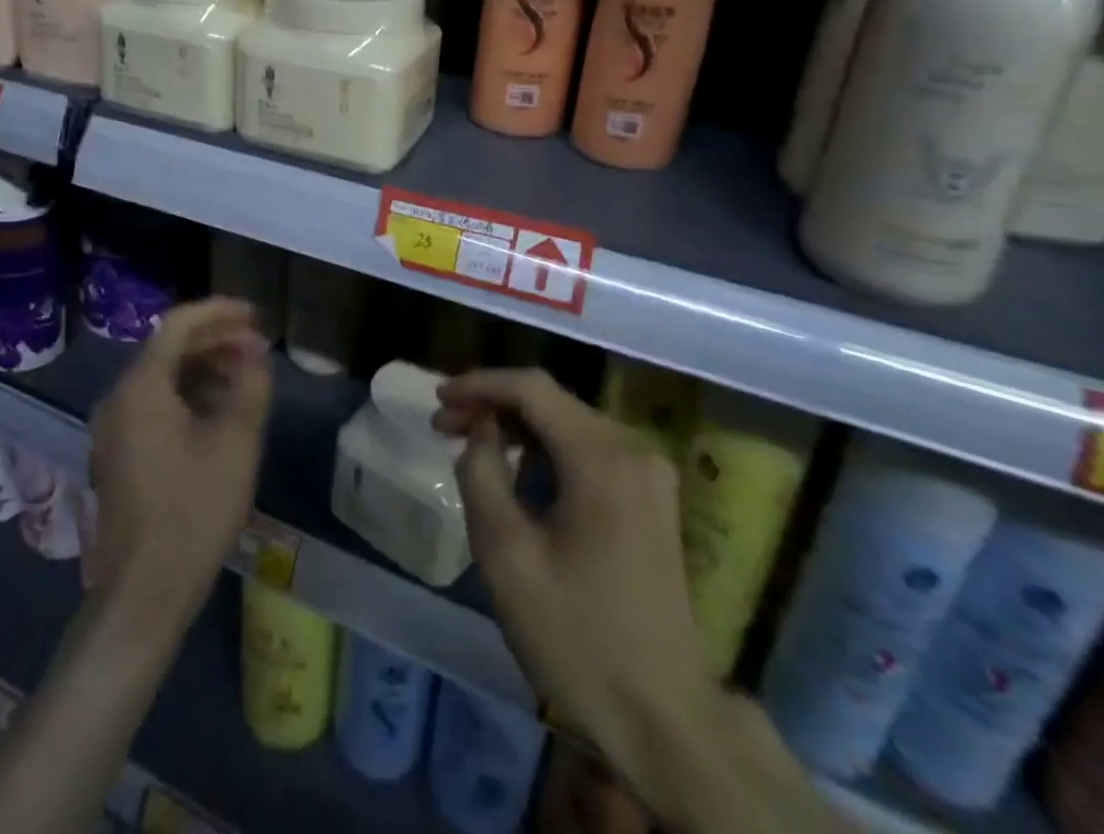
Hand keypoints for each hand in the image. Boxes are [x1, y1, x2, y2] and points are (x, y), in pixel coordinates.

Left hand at [87, 298, 271, 631]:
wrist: (145, 593)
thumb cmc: (193, 510)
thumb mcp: (236, 442)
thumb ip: (250, 385)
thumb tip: (255, 353)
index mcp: (140, 388)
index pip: (178, 325)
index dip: (219, 312)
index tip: (256, 314)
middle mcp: (119, 399)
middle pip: (169, 349)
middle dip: (216, 341)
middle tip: (258, 346)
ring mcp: (115, 430)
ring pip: (164, 379)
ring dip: (206, 369)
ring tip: (247, 377)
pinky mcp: (121, 456)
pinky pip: (157, 406)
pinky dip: (191, 397)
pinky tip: (222, 412)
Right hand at [434, 369, 716, 747]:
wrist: (666, 720)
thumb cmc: (577, 636)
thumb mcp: (507, 556)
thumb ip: (481, 474)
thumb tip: (480, 430)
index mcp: (602, 457)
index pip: (531, 388)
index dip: (479, 383)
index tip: (437, 400)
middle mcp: (632, 449)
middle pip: (551, 402)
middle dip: (493, 405)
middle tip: (444, 426)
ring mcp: (648, 474)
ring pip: (568, 424)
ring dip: (517, 428)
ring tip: (470, 445)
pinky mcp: (651, 498)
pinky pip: (588, 452)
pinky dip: (546, 451)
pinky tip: (515, 472)